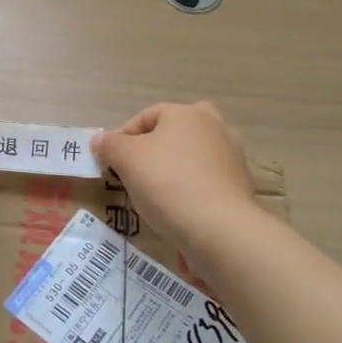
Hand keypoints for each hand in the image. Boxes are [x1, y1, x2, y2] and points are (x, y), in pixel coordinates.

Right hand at [93, 102, 258, 253]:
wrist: (218, 229)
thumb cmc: (167, 183)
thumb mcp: (127, 160)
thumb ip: (110, 145)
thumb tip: (100, 139)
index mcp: (186, 113)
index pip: (147, 116)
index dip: (123, 136)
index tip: (109, 160)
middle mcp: (214, 127)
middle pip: (178, 129)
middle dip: (157, 144)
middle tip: (139, 167)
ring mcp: (232, 155)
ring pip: (195, 153)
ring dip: (176, 165)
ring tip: (157, 190)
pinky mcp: (241, 184)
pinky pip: (208, 178)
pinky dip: (193, 186)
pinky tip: (180, 206)